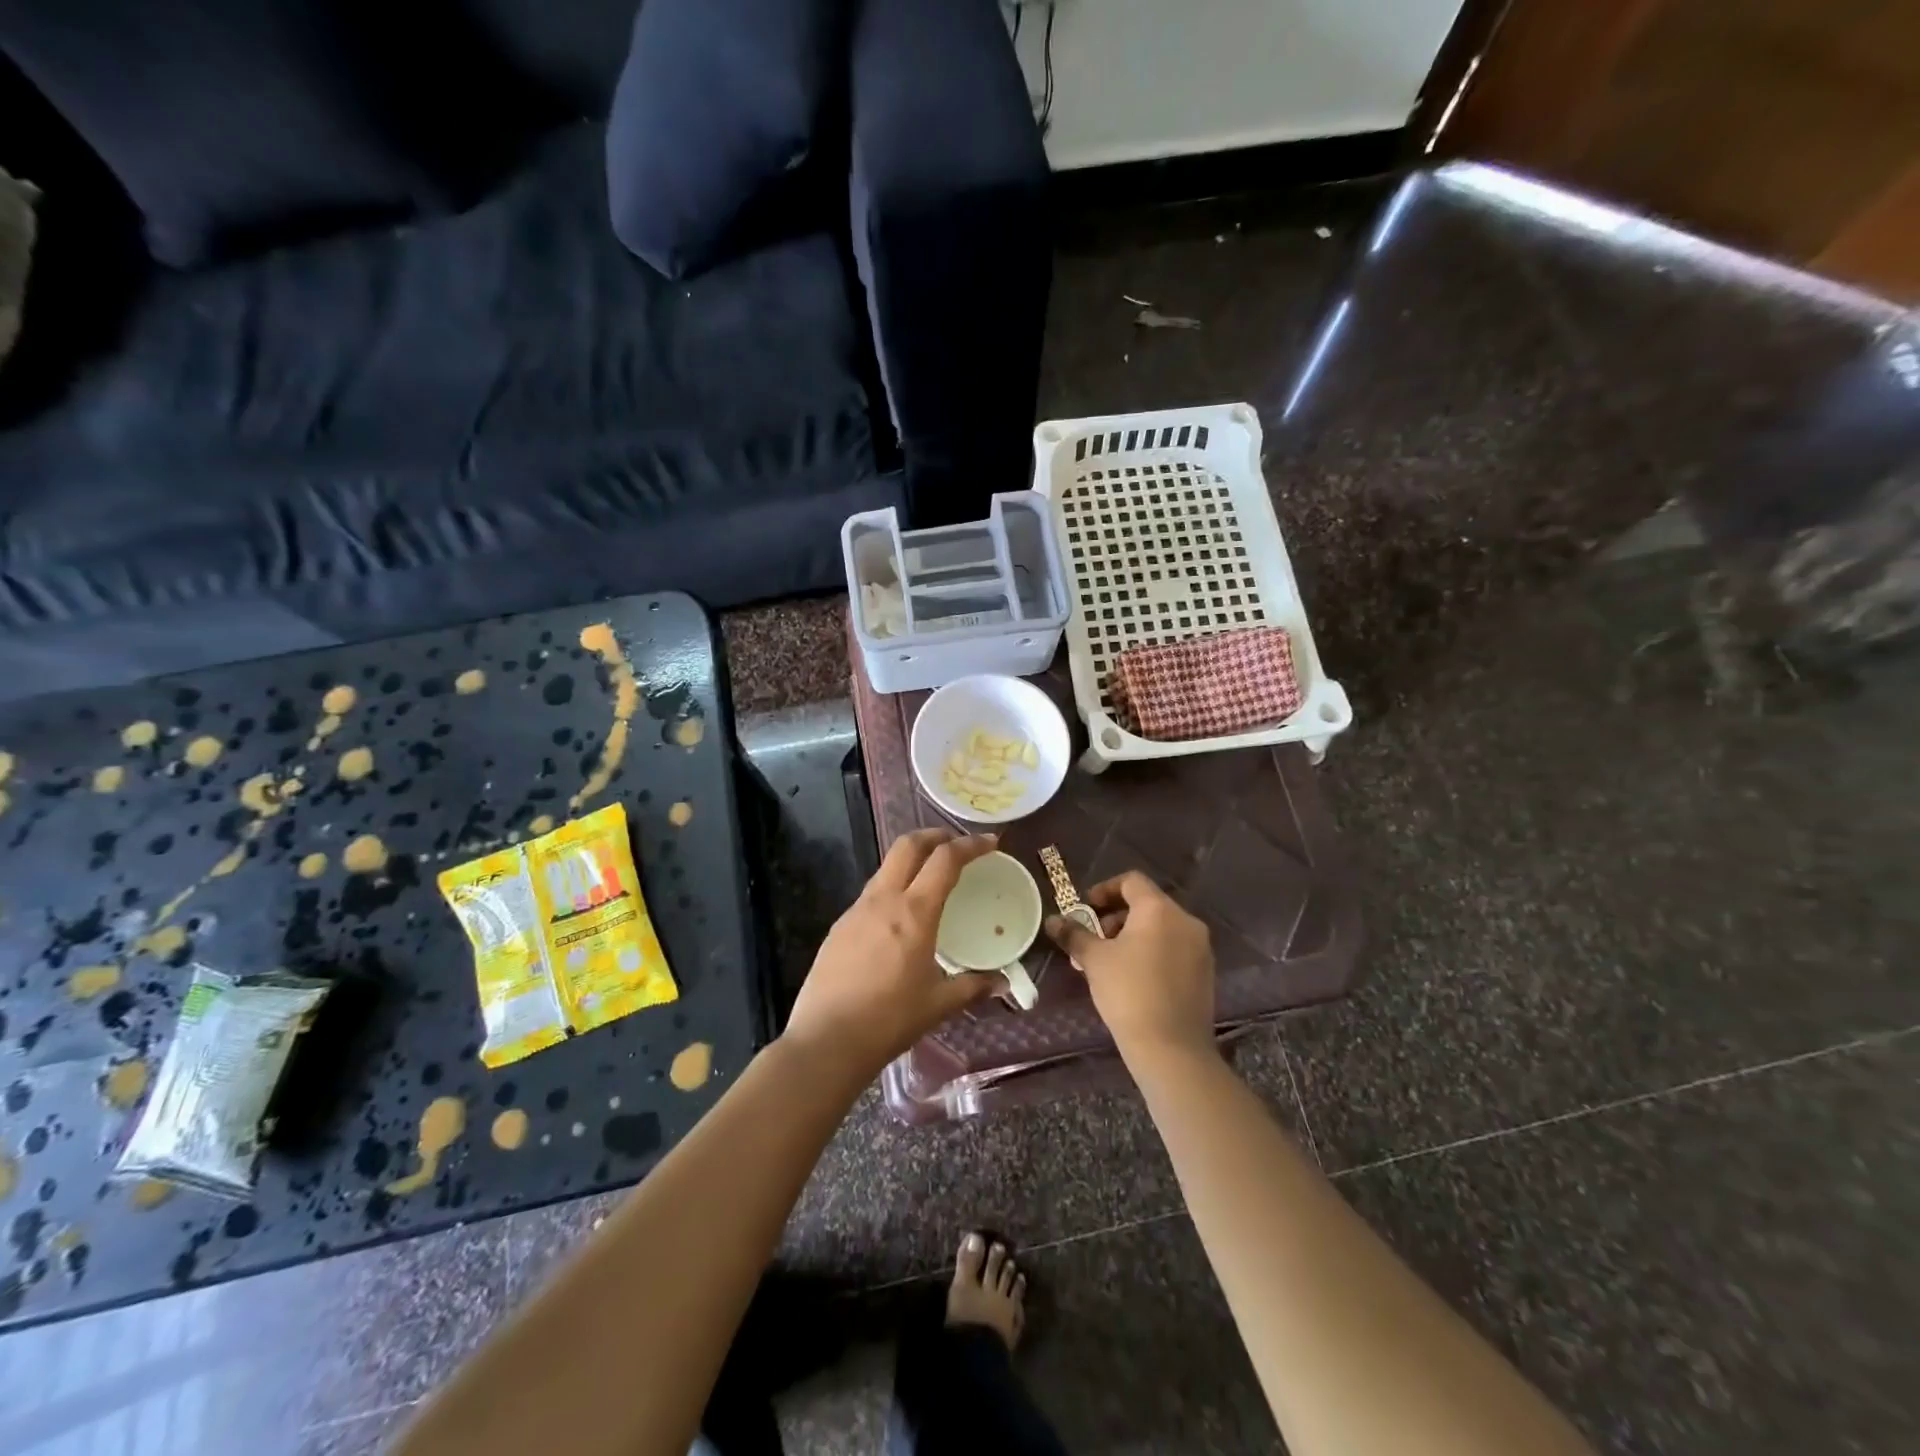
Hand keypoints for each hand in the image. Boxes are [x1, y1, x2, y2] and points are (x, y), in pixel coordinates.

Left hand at [783, 829, 1002, 1080]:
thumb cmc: (889, 1020)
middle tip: (955, 843)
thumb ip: (972, 987)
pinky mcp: (838, 927)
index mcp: (914, 912)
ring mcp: (856, 911)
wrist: (826, 1041)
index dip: (971, 845)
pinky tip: (898, 916)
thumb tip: (1001, 983)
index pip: (945, 860)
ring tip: (929, 877)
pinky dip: (892, 887)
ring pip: (886, 867)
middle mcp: (883, 900)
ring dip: (911, 860)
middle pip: (908, 845)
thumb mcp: (938, 1005)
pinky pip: (870, 894)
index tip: (991, 842)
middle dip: (935, 835)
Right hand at [1046, 870, 1215, 1068]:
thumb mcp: (1094, 960)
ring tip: (1109, 962)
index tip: (1086, 909)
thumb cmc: (1128, 993)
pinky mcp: (1205, 973)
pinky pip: (1174, 949)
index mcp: (1159, 910)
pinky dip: (1152, 952)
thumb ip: (1074, 935)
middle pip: (1147, 904)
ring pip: (1161, 928)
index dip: (1104, 889)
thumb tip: (1052, 921)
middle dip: (1116, 917)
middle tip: (1094, 939)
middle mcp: (1186, 921)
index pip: (1131, 881)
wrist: (1171, 1048)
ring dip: (1133, 936)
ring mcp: (1200, 948)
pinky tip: (1133, 978)